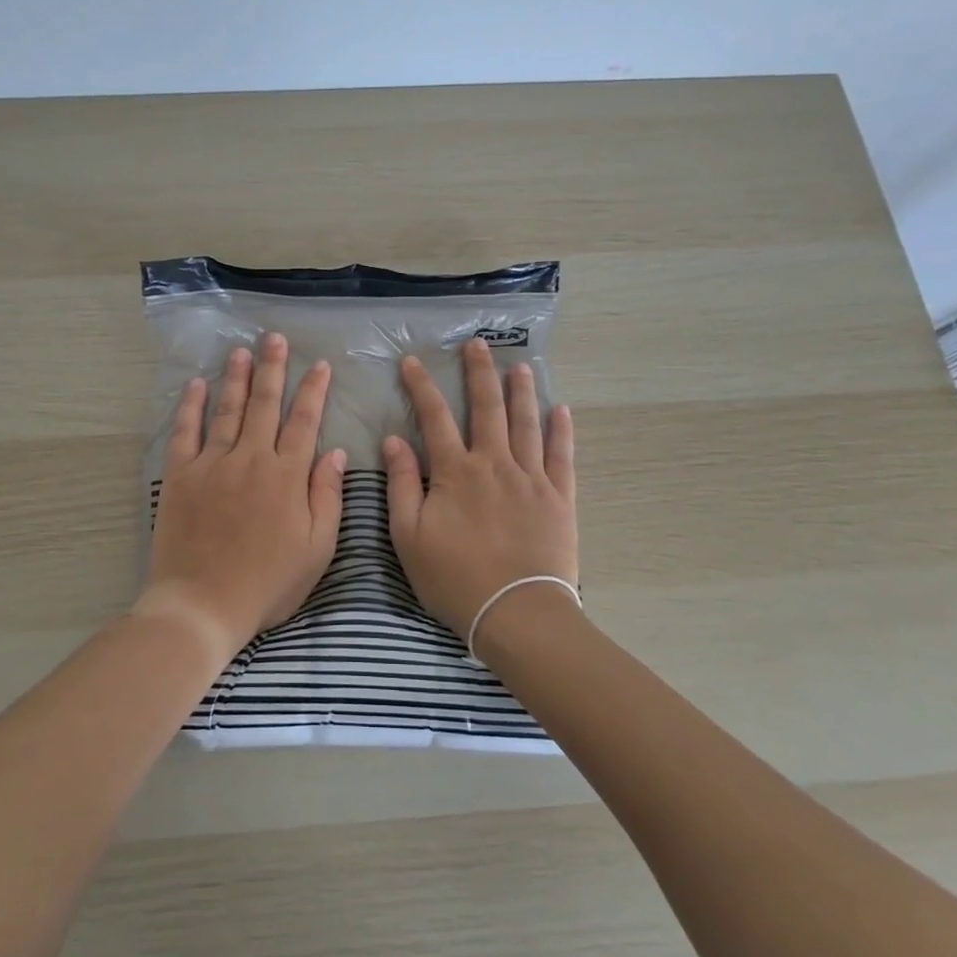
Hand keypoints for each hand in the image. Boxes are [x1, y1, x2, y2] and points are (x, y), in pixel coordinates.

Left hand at [138, 332, 346, 663]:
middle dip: (272, 368)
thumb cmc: (267, 583)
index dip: (313, 390)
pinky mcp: (179, 476)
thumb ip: (327, 497)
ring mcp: (212, 464)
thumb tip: (336, 452)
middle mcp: (250, 459)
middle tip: (274, 339)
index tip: (318, 364)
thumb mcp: (316, 549)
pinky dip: (190, 406)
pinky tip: (196, 384)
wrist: (202, 604)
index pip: (304, 421)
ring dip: (235, 377)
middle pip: (264, 404)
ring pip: (227, 409)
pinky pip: (185, 432)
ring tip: (241, 350)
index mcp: (287, 476)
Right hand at [382, 339, 577, 640]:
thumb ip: (402, 484)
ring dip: (522, 392)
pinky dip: (561, 430)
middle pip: (487, 408)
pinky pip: (562, 456)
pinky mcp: (559, 498)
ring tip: (520, 366)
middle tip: (478, 344)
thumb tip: (394, 440)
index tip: (413, 362)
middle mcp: (495, 464)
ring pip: (526, 424)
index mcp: (456, 472)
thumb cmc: (454, 578)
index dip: (422, 387)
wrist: (516, 612)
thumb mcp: (409, 536)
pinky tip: (561, 410)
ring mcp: (531, 478)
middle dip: (480, 373)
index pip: (435, 417)